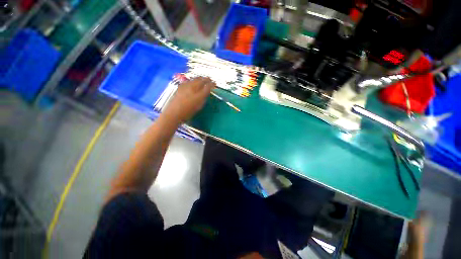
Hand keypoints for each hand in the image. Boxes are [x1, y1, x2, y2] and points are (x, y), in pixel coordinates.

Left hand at [163, 77, 214, 122]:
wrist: (174, 113)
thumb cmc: (188, 112)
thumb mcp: (199, 106)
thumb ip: (203, 99)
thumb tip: (205, 93)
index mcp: (199, 95)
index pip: (208, 87)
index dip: (212, 84)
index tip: (214, 83)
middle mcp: (193, 88)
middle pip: (201, 80)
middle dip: (206, 79)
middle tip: (210, 79)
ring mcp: (186, 86)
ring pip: (194, 79)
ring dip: (200, 78)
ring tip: (203, 79)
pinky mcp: (180, 87)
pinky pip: (189, 81)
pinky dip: (193, 80)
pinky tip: (193, 81)